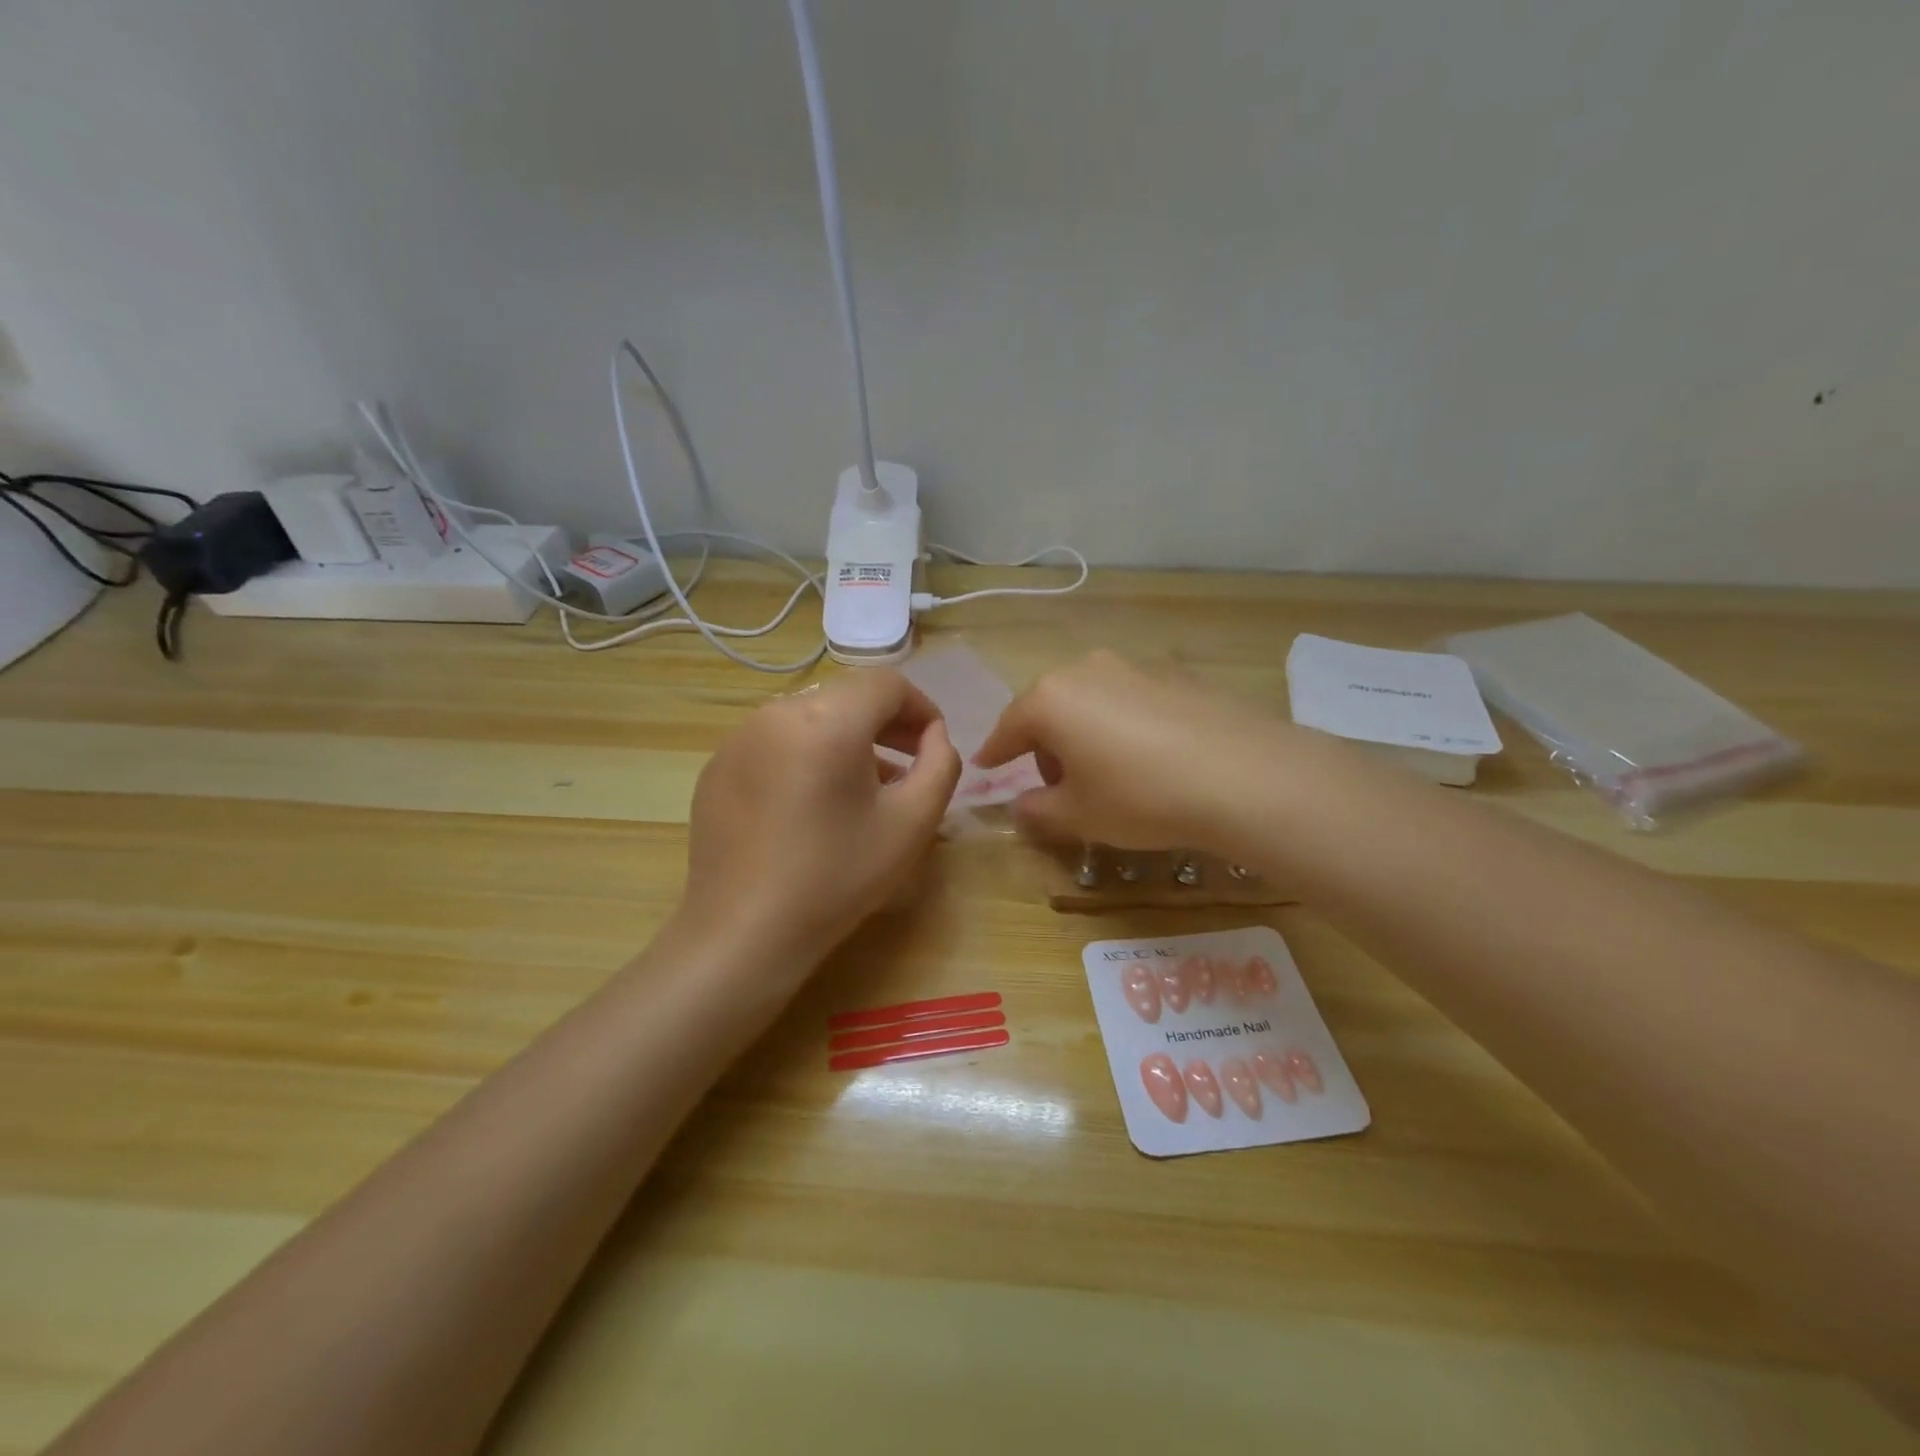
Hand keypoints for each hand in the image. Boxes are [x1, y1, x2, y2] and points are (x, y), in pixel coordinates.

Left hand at [676, 670, 961, 976]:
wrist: (744, 933)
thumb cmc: (837, 876)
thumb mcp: (912, 822)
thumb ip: (941, 765)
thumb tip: (935, 736)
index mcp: (827, 719)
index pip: (886, 684)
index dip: (921, 708)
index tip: (934, 746)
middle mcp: (776, 713)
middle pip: (846, 697)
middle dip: (886, 724)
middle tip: (909, 764)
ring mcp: (738, 738)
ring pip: (810, 718)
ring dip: (847, 740)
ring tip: (865, 788)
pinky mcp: (717, 767)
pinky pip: (775, 743)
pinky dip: (806, 757)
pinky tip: (813, 806)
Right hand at [974, 650, 1287, 850]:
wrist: (1244, 775)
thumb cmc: (1140, 796)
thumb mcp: (1078, 816)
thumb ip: (1037, 810)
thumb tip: (1020, 805)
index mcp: (1051, 699)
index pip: (1008, 727)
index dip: (995, 753)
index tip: (985, 768)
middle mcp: (1086, 670)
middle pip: (1049, 708)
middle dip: (1044, 745)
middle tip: (1058, 785)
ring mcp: (1134, 667)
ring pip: (1090, 701)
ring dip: (1084, 733)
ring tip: (1107, 773)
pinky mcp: (1175, 674)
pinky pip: (1130, 700)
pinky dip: (1123, 725)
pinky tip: (1149, 757)